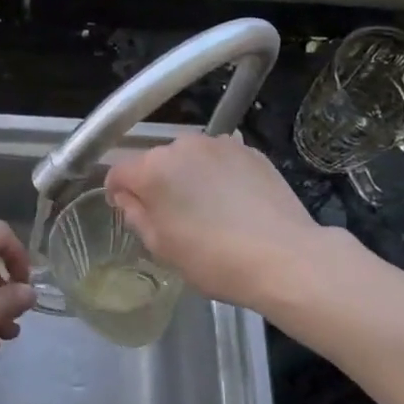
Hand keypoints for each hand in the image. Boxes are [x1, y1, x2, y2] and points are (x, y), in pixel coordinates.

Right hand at [105, 133, 338, 309]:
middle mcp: (181, 146)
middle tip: (173, 217)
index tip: (129, 212)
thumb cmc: (213, 259)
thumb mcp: (161, 247)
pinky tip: (234, 203)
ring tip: (208, 210)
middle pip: (155, 161)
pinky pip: (220, 160)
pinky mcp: (250, 150)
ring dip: (189, 176)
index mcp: (152, 169)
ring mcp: (219, 144)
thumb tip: (128, 197)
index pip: (118, 171)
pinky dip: (219, 175)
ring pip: (189, 159)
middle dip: (157, 183)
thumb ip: (136, 215)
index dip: (118, 192)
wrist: (285, 258)